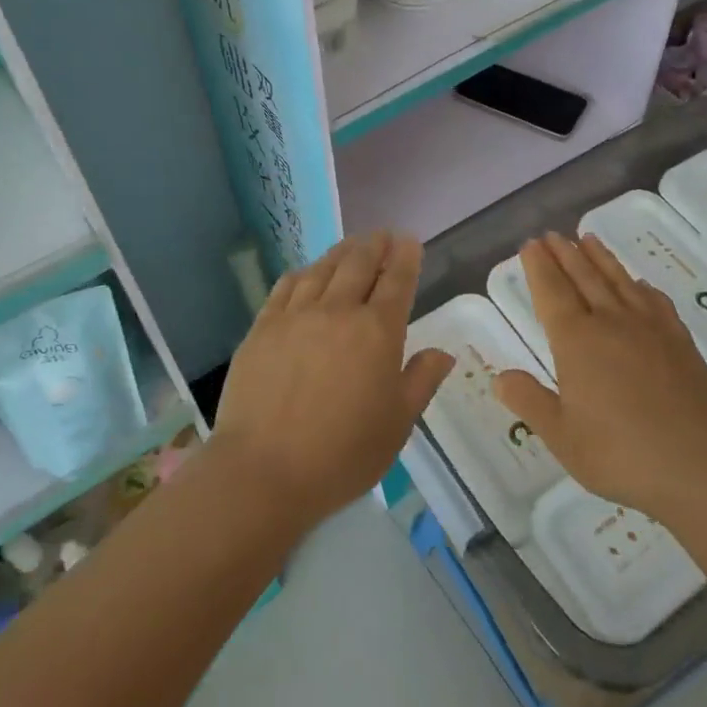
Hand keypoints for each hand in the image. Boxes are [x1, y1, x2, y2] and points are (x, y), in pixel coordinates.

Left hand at [209, 232, 451, 531]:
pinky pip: (287, 286)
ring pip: (323, 268)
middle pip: (359, 263)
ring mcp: (296, 315)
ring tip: (351, 245)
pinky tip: (307, 273)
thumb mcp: (397, 424)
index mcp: (377, 332)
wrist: (264, 470)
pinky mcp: (263, 326)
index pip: (396, 280)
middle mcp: (338, 311)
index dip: (405, 257)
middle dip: (375, 244)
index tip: (409, 241)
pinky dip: (303, 273)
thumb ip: (421, 381)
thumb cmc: (342, 454)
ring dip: (342, 251)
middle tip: (383, 235)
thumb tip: (443, 353)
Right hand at [494, 234, 706, 527]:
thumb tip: (501, 376)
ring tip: (588, 238)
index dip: (538, 266)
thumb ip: (530, 401)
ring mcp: (650, 328)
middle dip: (564, 253)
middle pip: (583, 277)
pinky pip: (655, 301)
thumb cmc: (621, 454)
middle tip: (552, 234)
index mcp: (576, 341)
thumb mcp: (562, 436)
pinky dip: (641, 287)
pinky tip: (639, 285)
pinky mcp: (680, 341)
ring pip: (619, 281)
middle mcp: (611, 322)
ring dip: (600, 258)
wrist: (700, 465)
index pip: (551, 291)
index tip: (530, 244)